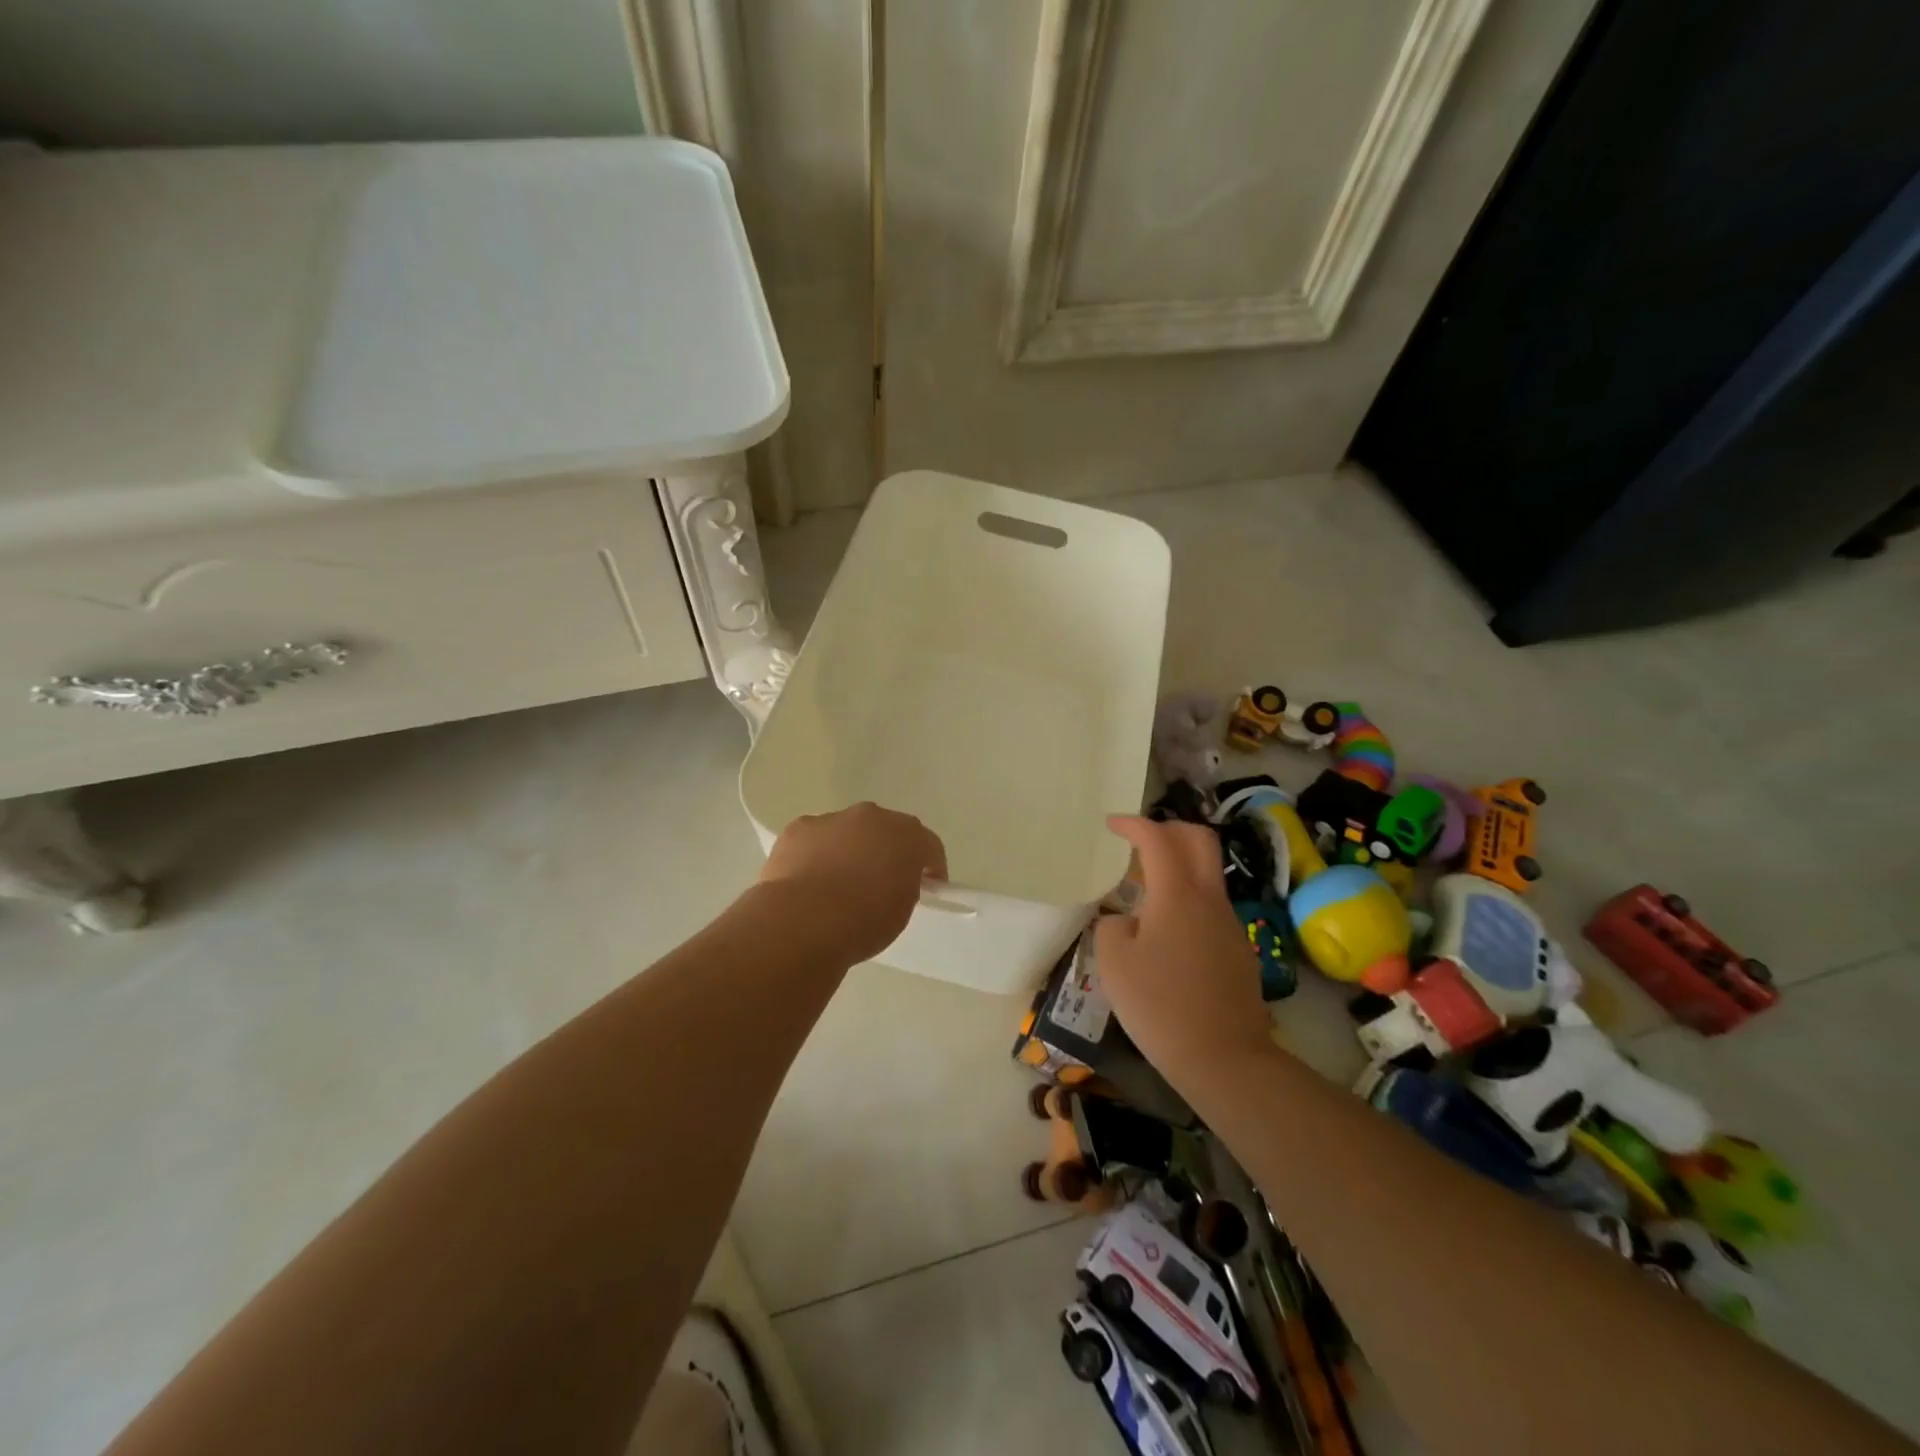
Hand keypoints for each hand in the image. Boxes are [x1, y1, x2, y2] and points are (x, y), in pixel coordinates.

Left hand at [757, 802, 948, 962]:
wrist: (805, 921)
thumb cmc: (863, 922)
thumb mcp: (901, 912)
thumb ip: (904, 887)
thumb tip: (893, 882)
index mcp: (907, 836)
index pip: (929, 846)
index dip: (931, 868)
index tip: (927, 889)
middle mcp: (872, 817)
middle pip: (887, 830)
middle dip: (887, 851)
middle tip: (882, 882)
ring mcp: (833, 819)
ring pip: (848, 831)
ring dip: (849, 849)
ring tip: (838, 884)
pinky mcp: (799, 829)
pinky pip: (815, 839)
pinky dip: (815, 854)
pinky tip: (808, 881)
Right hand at [1094, 816, 1273, 1094]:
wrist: (1224, 1058)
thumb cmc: (1160, 1005)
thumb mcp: (1114, 962)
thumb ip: (1113, 926)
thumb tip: (1127, 920)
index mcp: (1177, 893)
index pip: (1157, 838)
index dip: (1133, 824)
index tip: (1111, 825)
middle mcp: (1209, 898)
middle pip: (1199, 840)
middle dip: (1168, 830)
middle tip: (1139, 843)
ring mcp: (1229, 924)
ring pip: (1207, 874)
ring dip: (1178, 867)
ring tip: (1145, 891)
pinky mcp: (1238, 950)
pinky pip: (1210, 907)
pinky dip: (1187, 900)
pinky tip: (1166, 933)